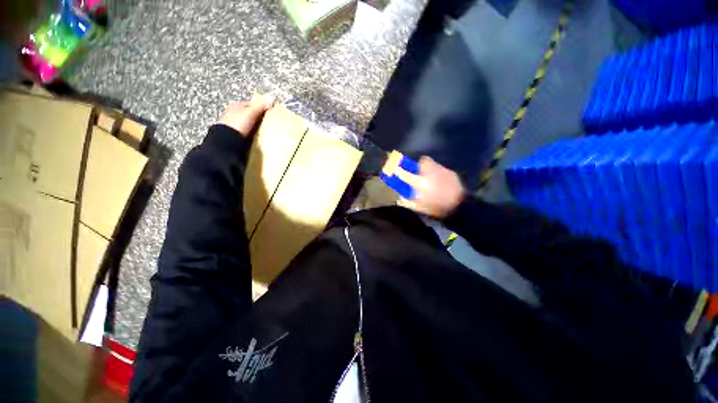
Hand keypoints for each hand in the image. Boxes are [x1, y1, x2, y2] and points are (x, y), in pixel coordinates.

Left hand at [217, 94, 273, 136]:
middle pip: (250, 113)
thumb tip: (271, 99)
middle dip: (258, 117)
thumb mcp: (251, 113)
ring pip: (248, 122)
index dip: (261, 108)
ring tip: (264, 130)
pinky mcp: (234, 132)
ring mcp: (233, 123)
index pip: (252, 104)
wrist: (227, 139)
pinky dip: (251, 132)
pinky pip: (246, 130)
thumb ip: (260, 106)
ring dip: (255, 125)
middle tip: (268, 123)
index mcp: (236, 104)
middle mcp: (233, 112)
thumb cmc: (238, 123)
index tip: (270, 114)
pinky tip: (256, 135)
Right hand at [394, 156, 464, 219]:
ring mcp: (442, 171)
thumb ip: (408, 201)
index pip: (405, 173)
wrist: (459, 207)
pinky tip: (441, 182)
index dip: (398, 169)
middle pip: (423, 160)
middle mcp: (430, 173)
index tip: (395, 167)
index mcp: (420, 183)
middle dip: (419, 164)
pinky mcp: (450, 172)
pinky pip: (441, 169)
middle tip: (419, 172)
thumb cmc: (437, 208)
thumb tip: (400, 197)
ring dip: (429, 168)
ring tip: (431, 177)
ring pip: (433, 163)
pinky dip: (438, 173)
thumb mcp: (420, 208)